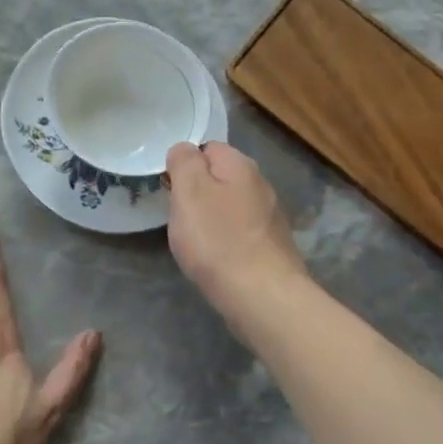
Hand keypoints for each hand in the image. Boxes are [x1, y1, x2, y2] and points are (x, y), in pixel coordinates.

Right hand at [165, 142, 310, 324]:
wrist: (262, 295)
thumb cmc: (218, 240)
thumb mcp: (189, 192)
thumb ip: (184, 162)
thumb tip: (184, 150)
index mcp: (240, 165)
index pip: (207, 147)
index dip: (184, 165)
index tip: (170, 191)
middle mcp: (261, 184)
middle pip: (219, 178)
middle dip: (197, 194)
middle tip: (180, 219)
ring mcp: (270, 217)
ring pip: (230, 206)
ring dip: (211, 219)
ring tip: (196, 242)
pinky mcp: (272, 245)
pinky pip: (240, 232)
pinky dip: (225, 240)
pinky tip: (217, 259)